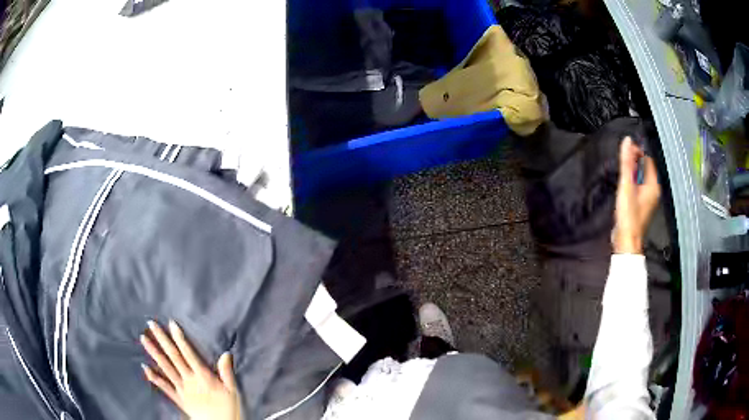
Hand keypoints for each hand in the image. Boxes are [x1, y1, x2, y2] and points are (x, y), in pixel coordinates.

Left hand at [141, 320, 241, 419]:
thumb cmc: (227, 409)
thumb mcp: (232, 391)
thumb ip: (226, 372)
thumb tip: (225, 353)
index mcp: (202, 376)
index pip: (188, 353)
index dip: (179, 338)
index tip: (171, 324)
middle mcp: (188, 379)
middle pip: (173, 357)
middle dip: (162, 339)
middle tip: (151, 324)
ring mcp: (181, 389)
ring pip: (165, 368)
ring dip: (154, 353)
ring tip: (143, 339)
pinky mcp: (178, 398)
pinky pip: (164, 387)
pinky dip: (153, 377)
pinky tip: (145, 368)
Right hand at [613, 137, 660, 253]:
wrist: (626, 242)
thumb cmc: (628, 215)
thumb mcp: (626, 186)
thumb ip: (627, 162)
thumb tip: (627, 140)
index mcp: (653, 185)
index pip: (648, 160)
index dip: (637, 152)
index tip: (625, 151)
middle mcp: (653, 191)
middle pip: (645, 169)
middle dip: (634, 162)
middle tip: (622, 162)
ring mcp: (648, 200)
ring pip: (641, 178)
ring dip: (632, 173)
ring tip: (622, 174)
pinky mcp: (641, 206)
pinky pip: (638, 187)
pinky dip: (632, 183)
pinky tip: (624, 187)